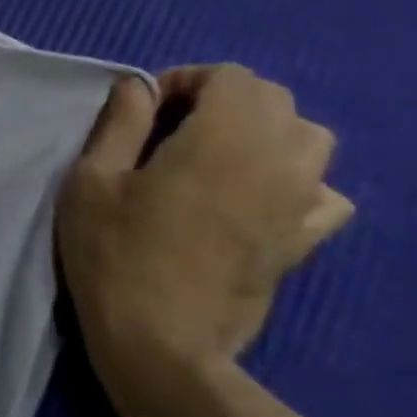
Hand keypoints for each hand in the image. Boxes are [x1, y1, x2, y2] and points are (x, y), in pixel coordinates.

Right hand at [57, 65, 352, 386]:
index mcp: (223, 139)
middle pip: (275, 100)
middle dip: (224, 100)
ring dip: (266, 133)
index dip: (186, 80)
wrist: (161, 339)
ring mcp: (300, 204)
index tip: (146, 111)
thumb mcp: (91, 180)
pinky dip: (297, 181)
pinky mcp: (305, 241)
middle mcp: (277, 162)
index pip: (231, 76)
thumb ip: (119, 124)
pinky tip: (257, 198)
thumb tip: (138, 87)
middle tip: (173, 129)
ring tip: (218, 156)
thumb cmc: (114, 252)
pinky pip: (325, 193)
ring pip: (310, 139)